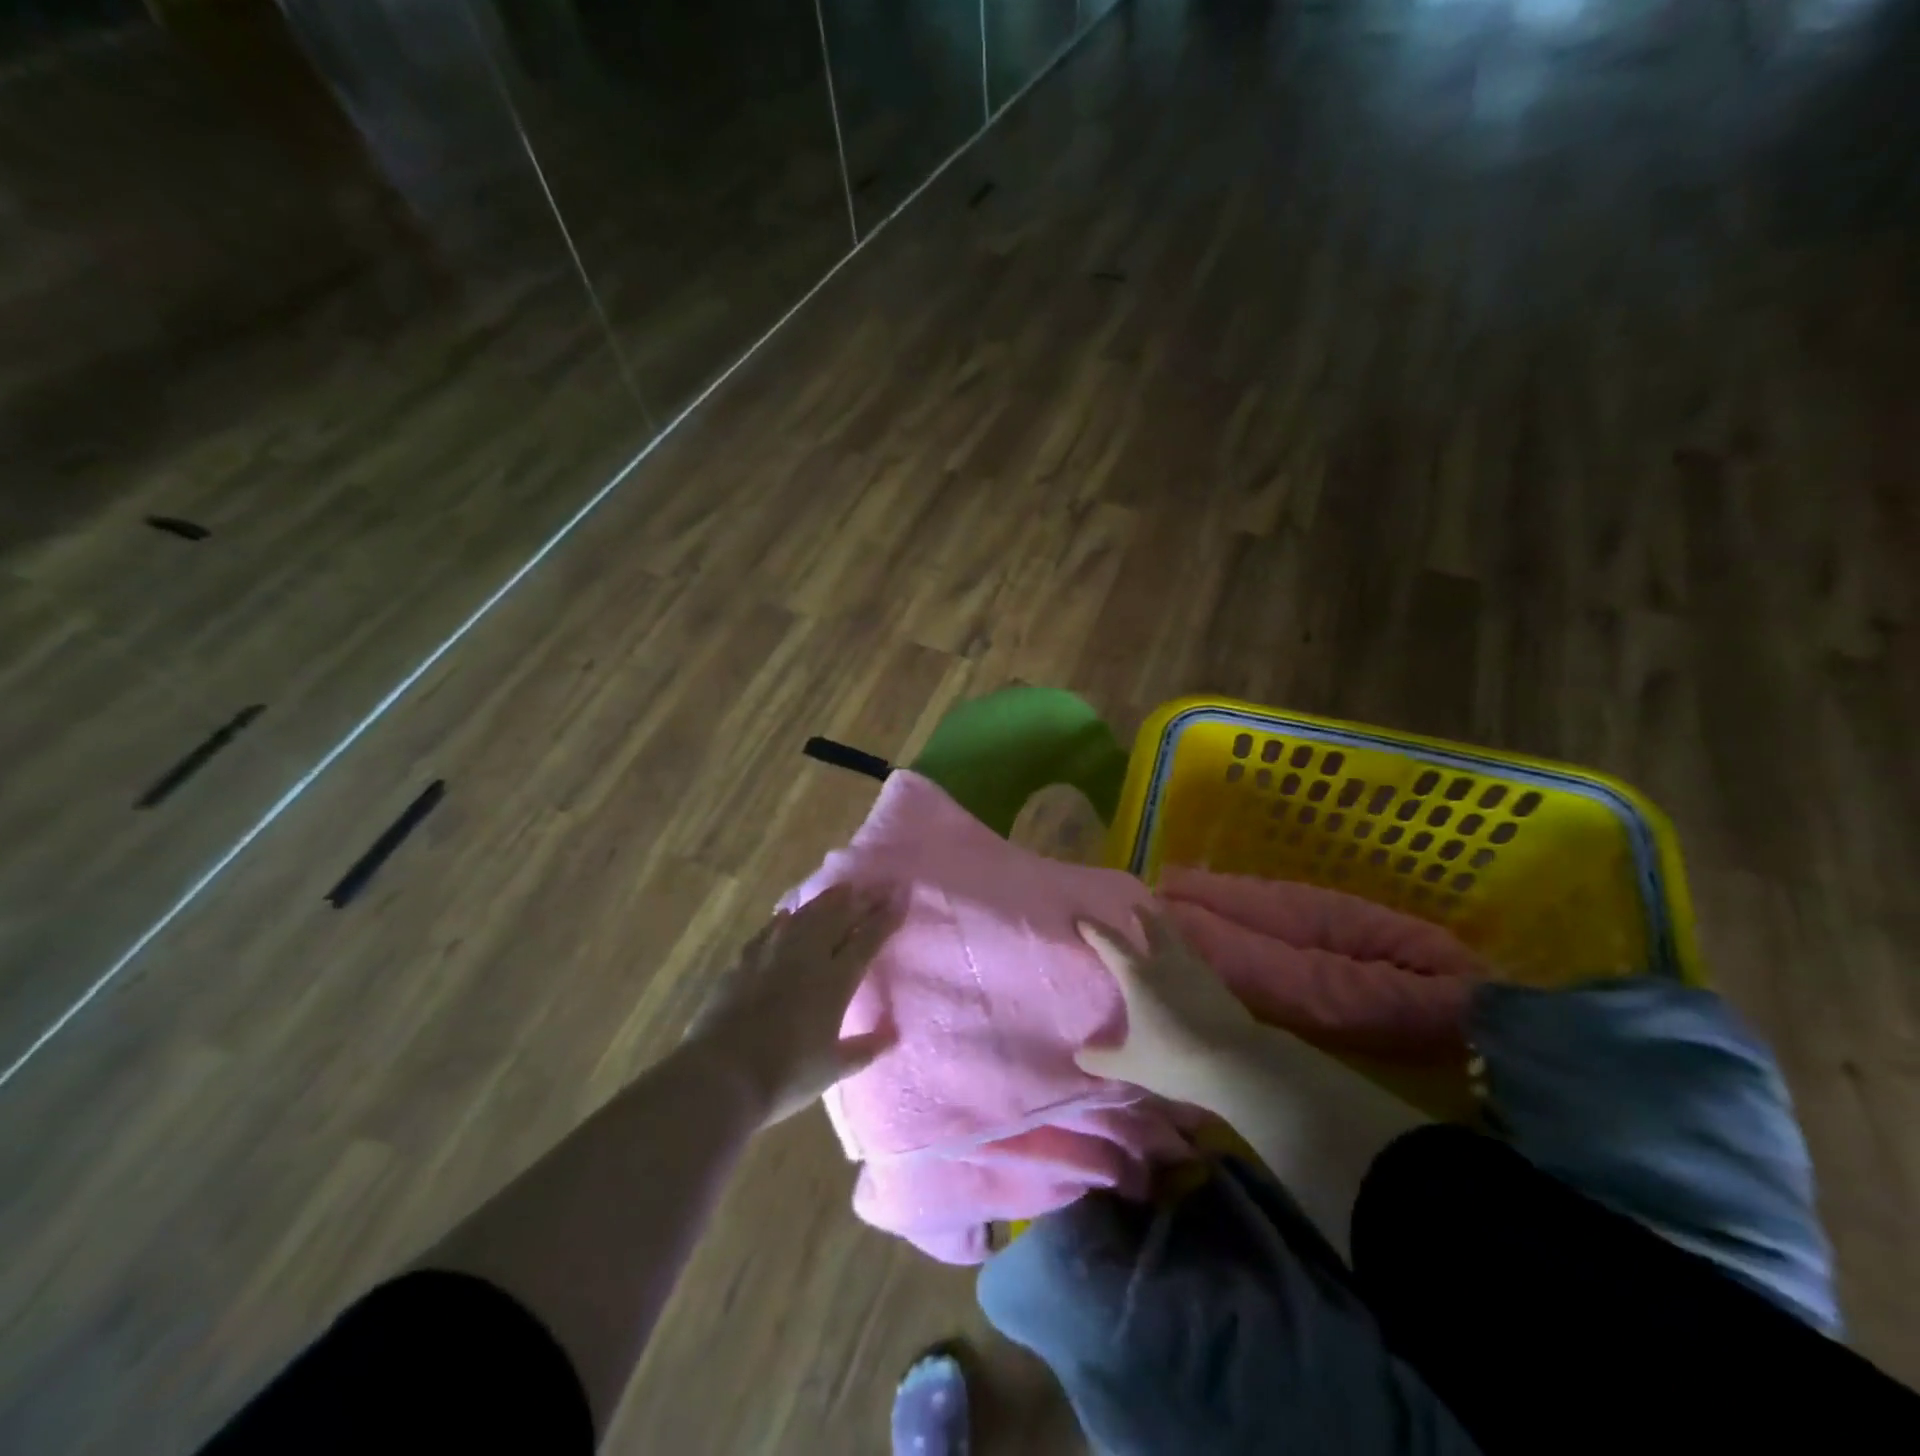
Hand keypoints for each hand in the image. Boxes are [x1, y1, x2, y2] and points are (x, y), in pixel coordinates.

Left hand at [683, 885, 902, 1126]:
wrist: (720, 1076)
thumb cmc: (785, 1076)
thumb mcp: (832, 1069)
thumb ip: (864, 1049)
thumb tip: (894, 1035)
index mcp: (835, 981)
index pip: (867, 940)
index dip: (886, 918)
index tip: (901, 897)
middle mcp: (807, 958)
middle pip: (839, 918)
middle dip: (862, 900)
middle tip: (879, 885)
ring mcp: (772, 955)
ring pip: (806, 917)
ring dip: (827, 900)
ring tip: (844, 888)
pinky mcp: (743, 962)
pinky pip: (770, 931)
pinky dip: (784, 919)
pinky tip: (788, 913)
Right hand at [1075, 907, 1260, 1102]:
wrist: (1237, 1062)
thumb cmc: (1176, 1058)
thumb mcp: (1132, 1064)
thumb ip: (1102, 1059)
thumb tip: (1078, 1057)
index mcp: (1139, 976)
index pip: (1111, 944)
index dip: (1094, 930)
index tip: (1081, 918)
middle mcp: (1167, 963)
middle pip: (1154, 928)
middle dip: (1142, 915)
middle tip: (1134, 906)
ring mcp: (1196, 970)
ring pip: (1178, 939)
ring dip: (1167, 930)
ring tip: (1161, 927)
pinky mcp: (1218, 984)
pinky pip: (1194, 957)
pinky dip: (1184, 952)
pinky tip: (1186, 963)